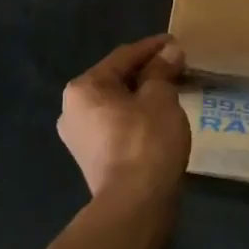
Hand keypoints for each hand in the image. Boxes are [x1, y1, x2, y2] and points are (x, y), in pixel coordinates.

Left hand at [58, 35, 190, 202]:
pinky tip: (158, 119)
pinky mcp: (91, 160)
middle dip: (147, 73)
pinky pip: (116, 126)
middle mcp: (72, 109)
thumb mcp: (160, 98)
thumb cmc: (146, 141)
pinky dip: (136, 118)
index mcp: (83, 88)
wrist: (134, 205)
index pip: (123, 57)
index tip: (175, 42)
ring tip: (171, 92)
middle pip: (116, 80)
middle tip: (176, 67)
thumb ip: (162, 71)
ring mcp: (79, 138)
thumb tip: (169, 51)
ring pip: (116, 105)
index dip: (152, 47)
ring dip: (142, 96)